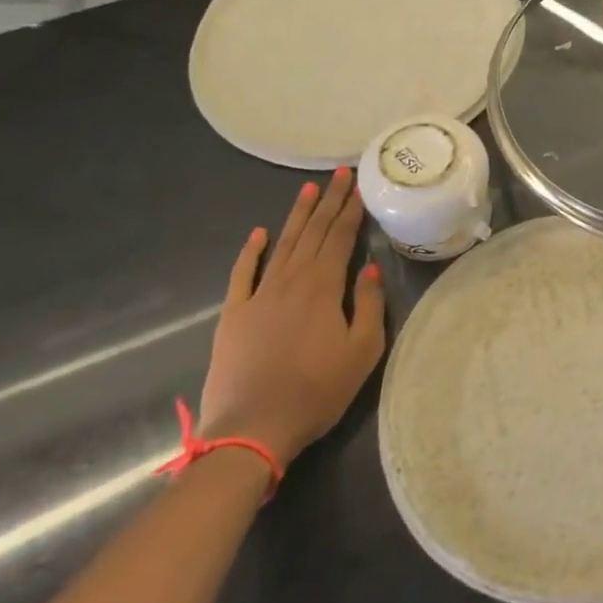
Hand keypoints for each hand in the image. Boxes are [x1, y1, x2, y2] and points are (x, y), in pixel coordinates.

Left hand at [198, 170, 386, 464]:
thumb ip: (368, 305)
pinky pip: (243, 273)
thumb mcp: (362, 351)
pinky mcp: (234, 314)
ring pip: (282, 245)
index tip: (359, 185)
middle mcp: (291, 280)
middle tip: (339, 174)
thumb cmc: (317, 390)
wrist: (253, 427)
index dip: (351, 210)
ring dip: (297, 216)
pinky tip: (259, 233)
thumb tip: (369, 270)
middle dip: (328, 202)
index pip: (341, 238)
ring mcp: (259, 295)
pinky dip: (252, 251)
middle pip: (313, 233)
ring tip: (309, 190)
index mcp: (323, 287)